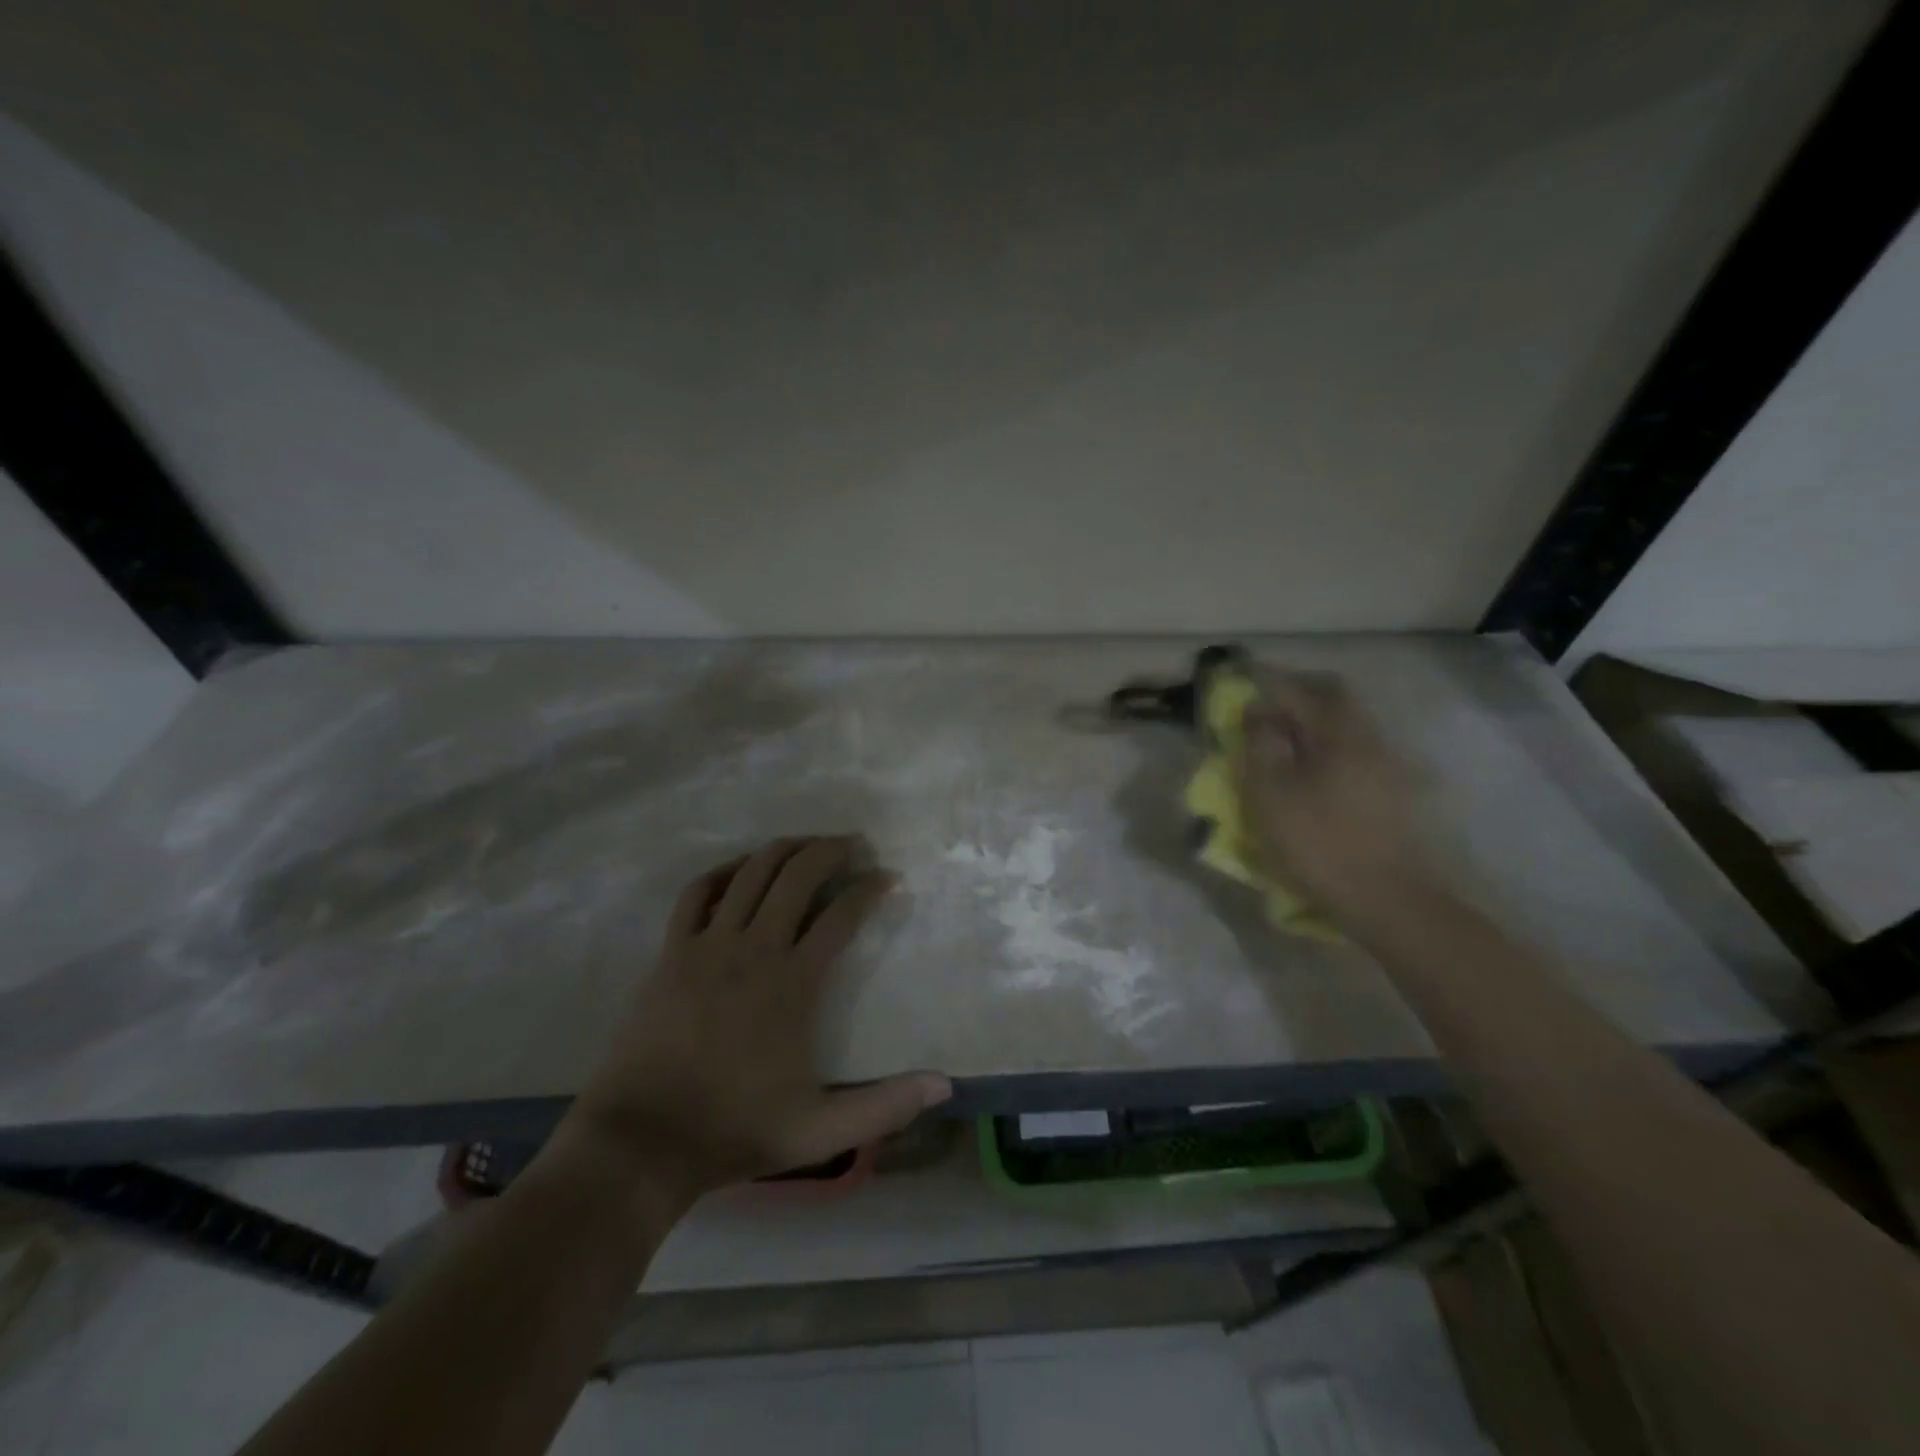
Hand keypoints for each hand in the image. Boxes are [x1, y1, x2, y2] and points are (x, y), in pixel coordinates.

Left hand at [565, 837, 950, 1198]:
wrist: (643, 1142)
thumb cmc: (735, 1130)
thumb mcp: (822, 1132)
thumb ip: (885, 1107)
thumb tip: (945, 1086)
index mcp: (793, 983)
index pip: (842, 916)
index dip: (870, 889)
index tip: (887, 877)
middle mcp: (754, 949)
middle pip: (797, 877)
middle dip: (830, 851)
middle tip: (852, 844)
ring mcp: (708, 945)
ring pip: (751, 873)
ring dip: (784, 849)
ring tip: (806, 843)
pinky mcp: (672, 953)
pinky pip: (697, 893)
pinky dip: (722, 872)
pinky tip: (738, 870)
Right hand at [1234, 669, 1425, 920]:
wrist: (1386, 898)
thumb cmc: (1318, 843)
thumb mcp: (1270, 795)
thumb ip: (1259, 746)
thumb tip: (1257, 715)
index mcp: (1336, 733)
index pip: (1294, 691)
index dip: (1261, 689)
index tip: (1238, 699)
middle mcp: (1367, 736)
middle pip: (1331, 697)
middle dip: (1294, 698)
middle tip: (1263, 714)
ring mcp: (1386, 762)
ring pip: (1345, 724)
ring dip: (1313, 724)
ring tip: (1284, 747)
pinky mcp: (1393, 789)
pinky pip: (1355, 749)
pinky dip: (1328, 748)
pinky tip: (1314, 774)